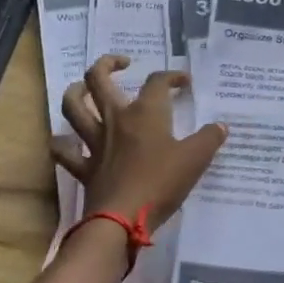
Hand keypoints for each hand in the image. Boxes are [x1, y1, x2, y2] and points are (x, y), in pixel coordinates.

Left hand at [52, 54, 227, 231]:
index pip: (157, 81)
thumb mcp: (195, 159)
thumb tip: (221, 126)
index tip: (184, 83)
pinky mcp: (84, 167)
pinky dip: (62, 144)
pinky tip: (67, 141)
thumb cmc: (161, 183)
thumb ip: (209, 139)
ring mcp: (95, 142)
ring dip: (75, 93)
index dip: (172, 76)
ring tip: (83, 88)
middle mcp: (116, 119)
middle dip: (108, 64)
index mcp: (145, 113)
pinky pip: (65, 152)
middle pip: (99, 79)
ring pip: (74, 107)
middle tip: (122, 63)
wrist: (122, 219)